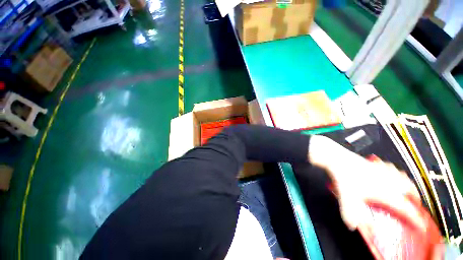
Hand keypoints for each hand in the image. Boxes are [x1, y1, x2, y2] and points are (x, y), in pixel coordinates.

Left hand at [308, 135, 423, 231]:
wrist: (338, 158)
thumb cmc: (345, 177)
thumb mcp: (347, 198)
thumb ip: (349, 214)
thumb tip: (351, 226)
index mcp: (386, 192)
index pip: (406, 208)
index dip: (415, 219)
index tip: (422, 227)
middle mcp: (389, 180)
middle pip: (410, 189)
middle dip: (415, 199)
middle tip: (416, 205)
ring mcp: (382, 170)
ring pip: (403, 177)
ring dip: (408, 185)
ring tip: (408, 191)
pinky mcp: (375, 163)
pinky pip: (392, 168)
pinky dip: (397, 173)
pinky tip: (392, 173)